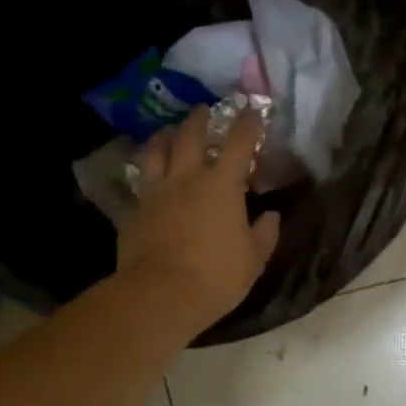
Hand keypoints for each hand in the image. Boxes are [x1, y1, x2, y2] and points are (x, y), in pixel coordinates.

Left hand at [117, 106, 281, 333]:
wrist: (160, 295)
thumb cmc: (216, 276)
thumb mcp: (253, 259)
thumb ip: (264, 234)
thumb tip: (271, 216)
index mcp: (222, 184)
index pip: (239, 142)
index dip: (248, 123)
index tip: (253, 111)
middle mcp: (187, 178)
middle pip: (191, 136)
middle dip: (200, 120)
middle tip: (204, 111)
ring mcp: (156, 192)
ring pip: (156, 152)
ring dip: (165, 137)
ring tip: (168, 133)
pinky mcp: (134, 211)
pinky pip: (140, 184)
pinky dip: (147, 176)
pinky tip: (149, 181)